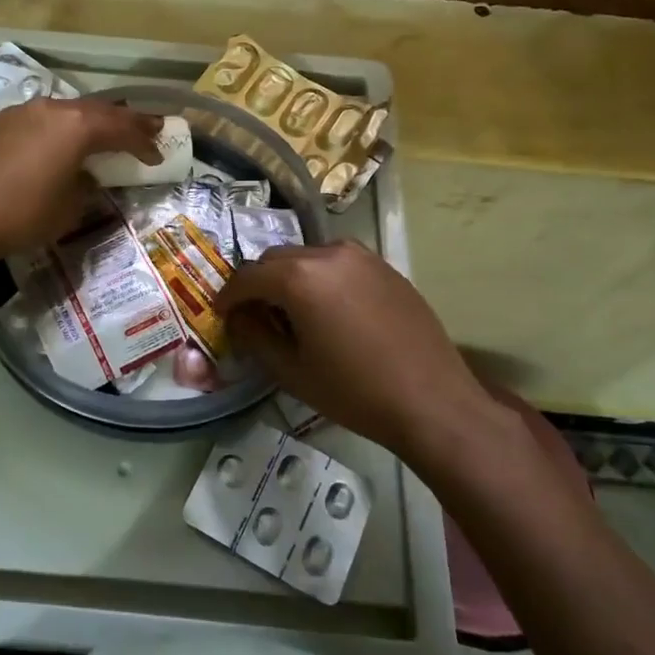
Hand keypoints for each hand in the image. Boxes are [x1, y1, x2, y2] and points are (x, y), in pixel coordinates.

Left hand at [0, 98, 160, 259]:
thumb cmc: (21, 216)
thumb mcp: (68, 208)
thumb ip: (87, 186)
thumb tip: (87, 177)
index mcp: (77, 126)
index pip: (122, 128)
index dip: (144, 142)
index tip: (158, 155)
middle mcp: (52, 109)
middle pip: (98, 111)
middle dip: (125, 122)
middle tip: (148, 129)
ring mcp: (22, 112)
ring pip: (68, 111)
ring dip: (91, 122)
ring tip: (107, 134)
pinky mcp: (0, 123)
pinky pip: (43, 120)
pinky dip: (62, 129)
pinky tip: (62, 143)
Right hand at [216, 241, 511, 458]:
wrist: (433, 401)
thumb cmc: (354, 391)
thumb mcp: (291, 371)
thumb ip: (254, 337)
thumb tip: (237, 317)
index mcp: (299, 277)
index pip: (248, 276)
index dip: (228, 296)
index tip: (221, 314)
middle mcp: (328, 253)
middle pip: (277, 259)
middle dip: (259, 283)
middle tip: (256, 316)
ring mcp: (362, 256)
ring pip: (308, 257)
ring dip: (291, 278)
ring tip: (294, 313)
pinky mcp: (385, 267)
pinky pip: (339, 263)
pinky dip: (322, 279)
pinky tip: (330, 312)